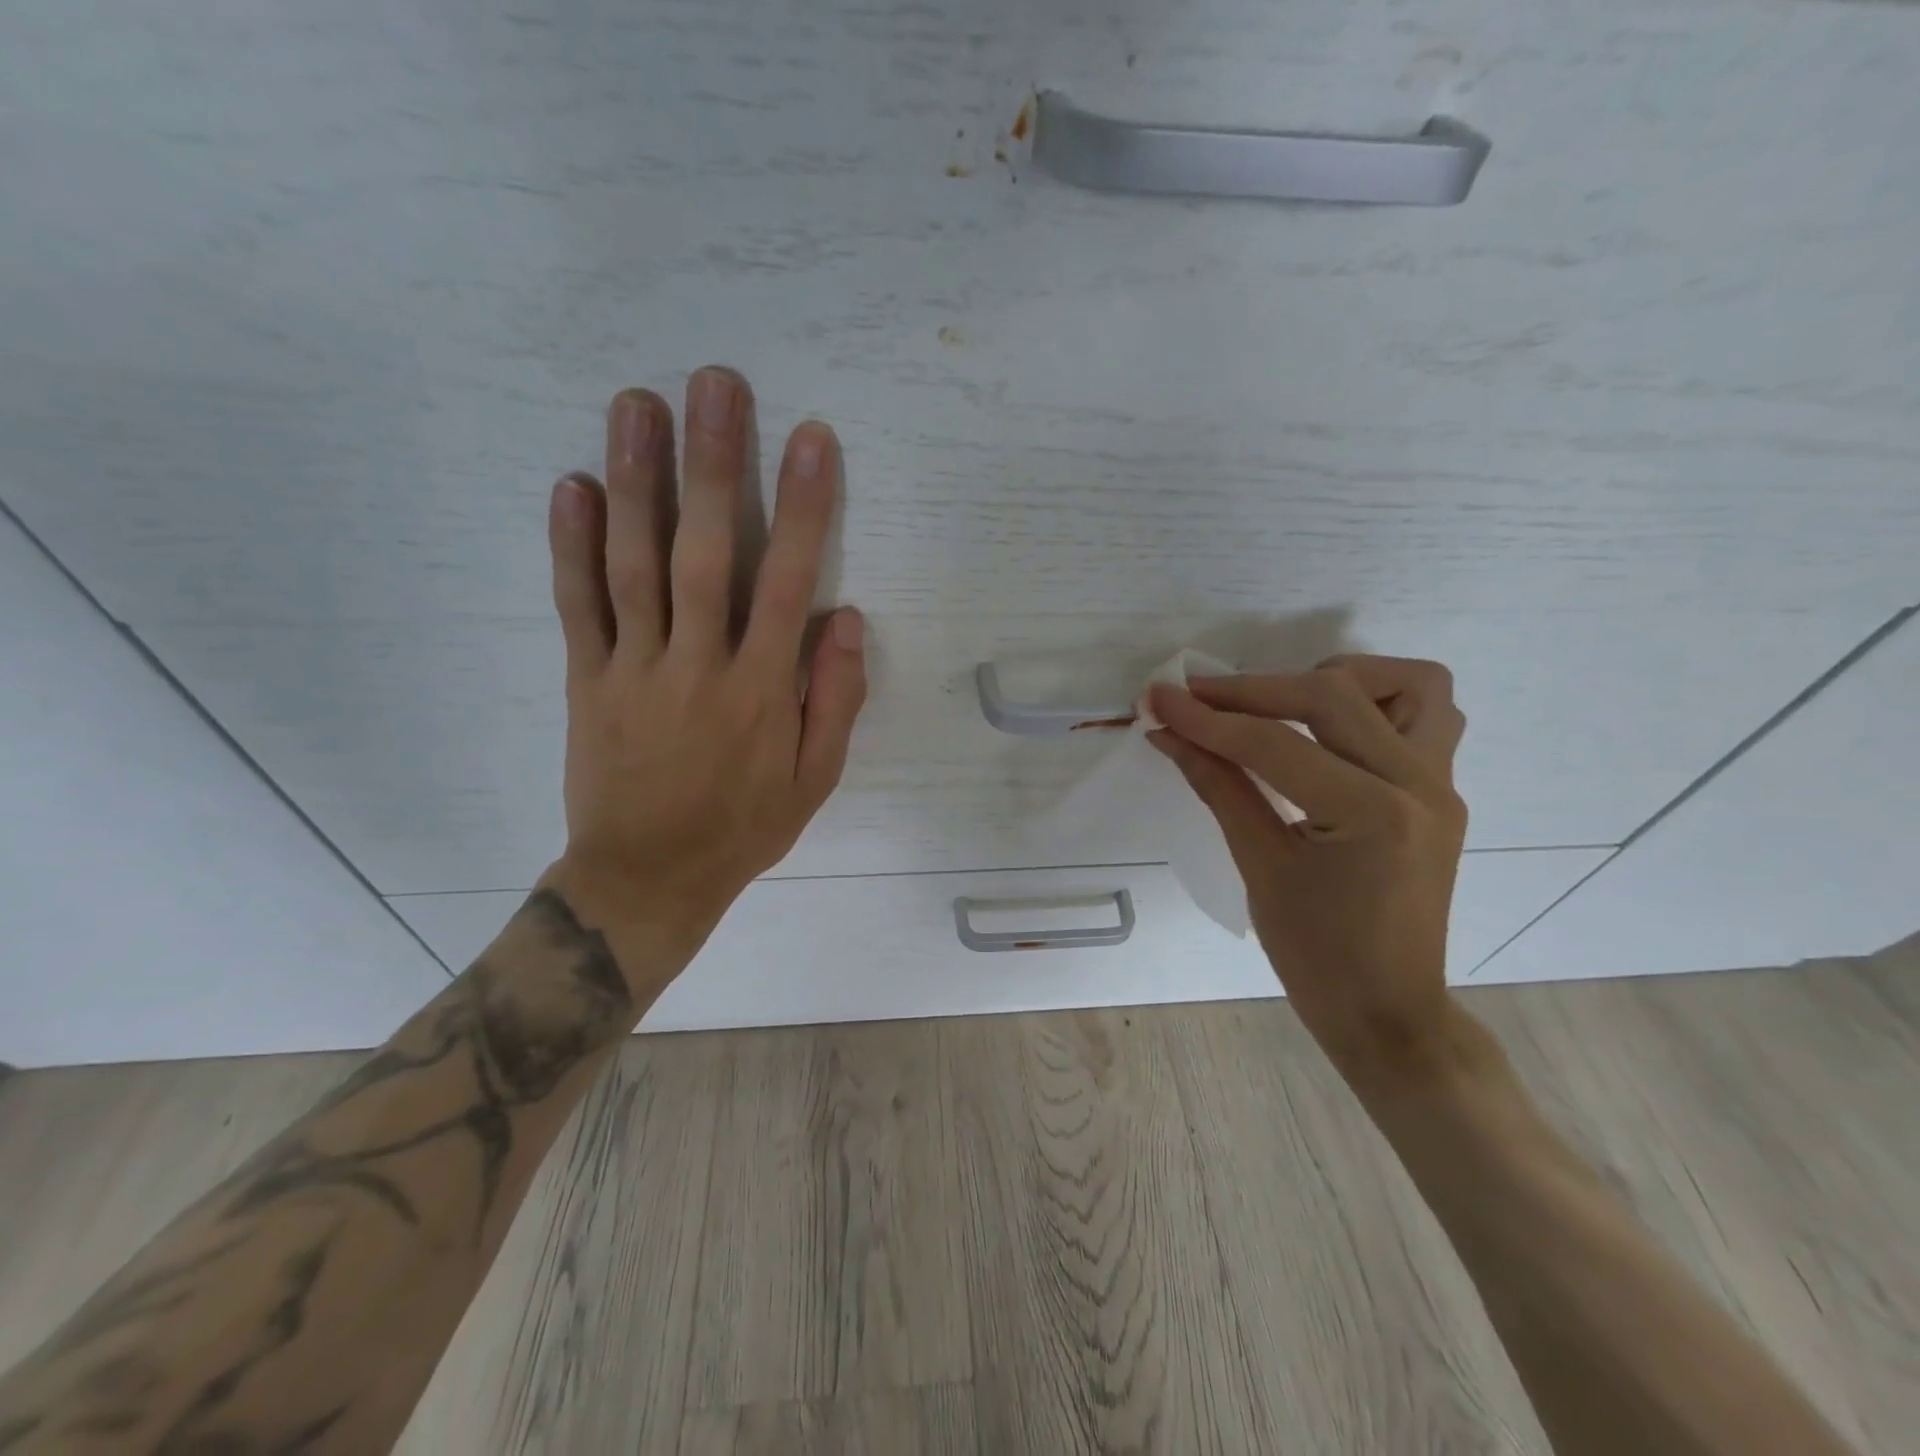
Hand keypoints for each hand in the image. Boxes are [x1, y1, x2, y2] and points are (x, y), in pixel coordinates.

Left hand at [539, 370, 866, 991]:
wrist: (647, 878)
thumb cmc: (743, 827)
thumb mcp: (814, 780)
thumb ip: (834, 700)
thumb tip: (845, 620)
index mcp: (761, 690)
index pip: (786, 583)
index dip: (801, 508)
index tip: (810, 440)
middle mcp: (698, 665)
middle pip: (704, 552)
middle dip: (712, 465)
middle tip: (713, 384)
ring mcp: (634, 669)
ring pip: (634, 564)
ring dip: (637, 481)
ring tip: (636, 404)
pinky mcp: (586, 681)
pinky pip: (577, 607)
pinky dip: (571, 545)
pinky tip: (572, 485)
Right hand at [1148, 657, 1468, 1085]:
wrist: (1389, 1012)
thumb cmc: (1317, 957)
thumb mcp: (1259, 868)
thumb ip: (1217, 786)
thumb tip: (1169, 734)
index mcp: (1372, 815)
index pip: (1274, 744)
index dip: (1207, 718)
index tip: (1158, 699)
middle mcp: (1420, 785)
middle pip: (1333, 695)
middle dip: (1253, 689)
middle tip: (1197, 697)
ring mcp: (1441, 784)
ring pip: (1408, 685)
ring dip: (1336, 680)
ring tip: (1280, 704)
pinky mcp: (1441, 790)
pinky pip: (1426, 715)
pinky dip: (1374, 703)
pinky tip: (1325, 730)